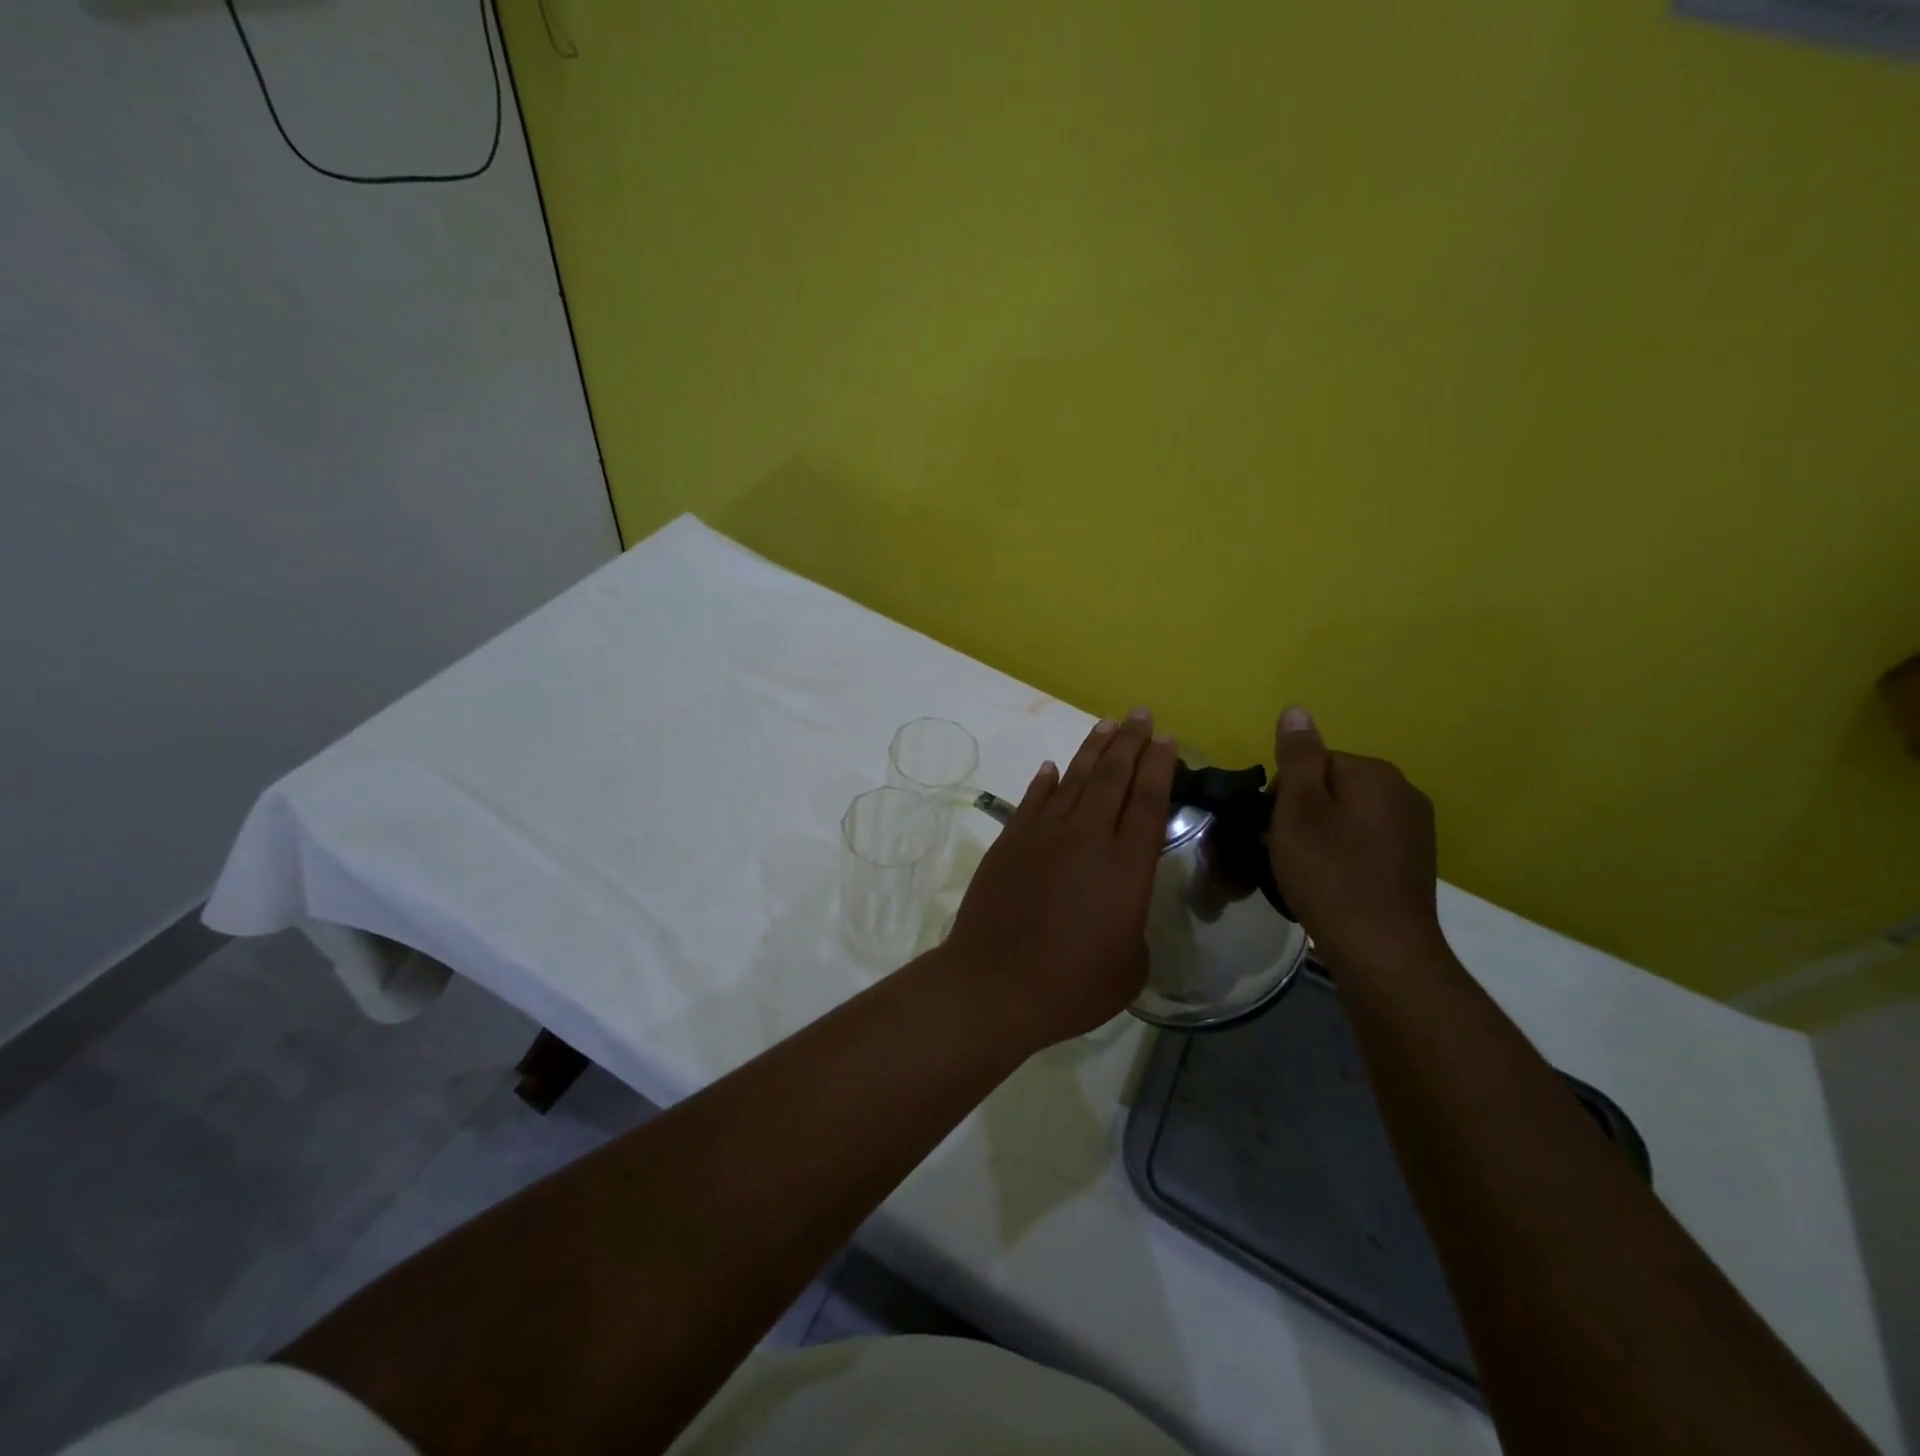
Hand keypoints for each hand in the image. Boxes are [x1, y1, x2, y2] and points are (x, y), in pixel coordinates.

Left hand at [944, 709, 1176, 1050]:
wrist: (996, 984)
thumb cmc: (1073, 986)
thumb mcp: (1129, 966)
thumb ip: (1133, 925)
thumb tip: (1121, 909)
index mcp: (1126, 865)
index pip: (1148, 800)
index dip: (1159, 767)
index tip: (1166, 740)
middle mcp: (1087, 837)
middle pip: (1113, 777)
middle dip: (1131, 742)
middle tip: (1141, 715)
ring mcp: (1043, 834)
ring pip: (1073, 779)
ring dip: (1093, 750)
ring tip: (1107, 725)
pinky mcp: (1010, 841)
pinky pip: (1032, 800)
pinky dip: (1044, 781)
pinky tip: (1051, 768)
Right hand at [1266, 707, 1446, 973]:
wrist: (1382, 950)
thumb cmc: (1329, 873)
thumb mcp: (1299, 810)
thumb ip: (1297, 757)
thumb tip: (1296, 710)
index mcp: (1375, 773)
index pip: (1312, 763)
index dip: (1283, 794)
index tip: (1272, 828)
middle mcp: (1404, 792)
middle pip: (1331, 788)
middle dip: (1302, 814)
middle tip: (1282, 852)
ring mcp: (1415, 830)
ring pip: (1347, 817)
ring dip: (1321, 836)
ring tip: (1304, 872)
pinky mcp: (1414, 862)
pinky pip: (1365, 843)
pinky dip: (1343, 856)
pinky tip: (1331, 883)